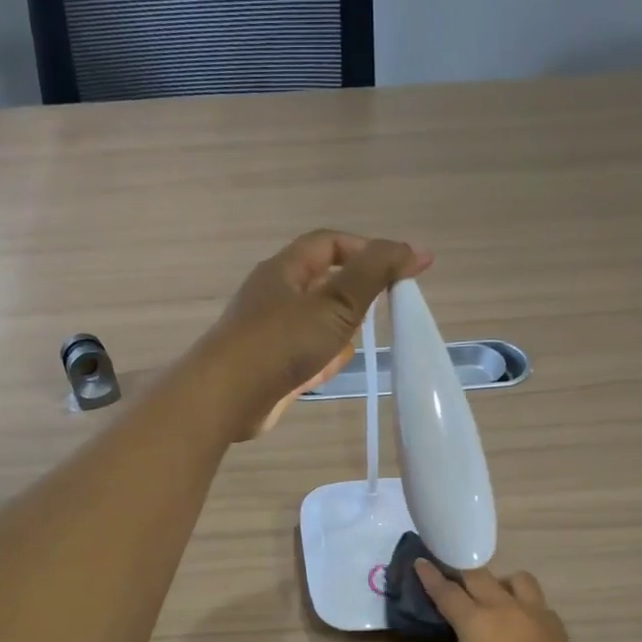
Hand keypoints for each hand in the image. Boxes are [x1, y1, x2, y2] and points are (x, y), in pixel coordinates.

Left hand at [204, 230, 430, 439]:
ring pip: (312, 322)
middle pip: (320, 283)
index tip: (403, 268)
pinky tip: (336, 366)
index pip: (330, 244)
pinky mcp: (268, 369)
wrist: (226, 398)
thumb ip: (374, 274)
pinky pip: (302, 355)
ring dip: (339, 327)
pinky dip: (322, 357)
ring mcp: (268, 335)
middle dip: (354, 291)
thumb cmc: (280, 342)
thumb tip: (415, 250)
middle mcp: (273, 297)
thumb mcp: (335, 303)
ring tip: (364, 336)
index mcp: (284, 270)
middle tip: (385, 305)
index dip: (368, 249)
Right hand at [414, 561, 596, 641]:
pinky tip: (524, 627)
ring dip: (502, 583)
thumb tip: (472, 640)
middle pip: (479, 576)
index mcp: (475, 621)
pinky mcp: (557, 627)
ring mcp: (535, 614)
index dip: (430, 576)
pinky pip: (538, 604)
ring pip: (517, 579)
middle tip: (454, 577)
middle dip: (462, 572)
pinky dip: (525, 608)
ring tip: (498, 599)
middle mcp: (504, 608)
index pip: (446, 591)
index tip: (421, 561)